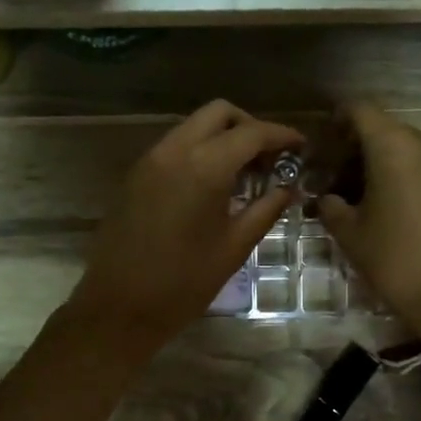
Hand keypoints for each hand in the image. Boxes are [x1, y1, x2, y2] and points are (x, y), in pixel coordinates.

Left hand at [65, 100, 302, 358]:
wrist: (119, 307)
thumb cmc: (184, 283)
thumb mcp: (234, 247)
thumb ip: (266, 209)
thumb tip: (288, 187)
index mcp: (204, 166)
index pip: (251, 133)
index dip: (281, 135)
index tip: (301, 146)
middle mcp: (174, 150)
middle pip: (219, 113)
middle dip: (249, 126)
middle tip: (270, 156)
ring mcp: (150, 159)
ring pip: (193, 126)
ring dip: (222, 136)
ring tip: (244, 171)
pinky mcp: (135, 174)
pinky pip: (174, 145)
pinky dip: (199, 150)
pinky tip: (213, 182)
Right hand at [316, 103, 420, 343]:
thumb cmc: (397, 261)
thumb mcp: (351, 234)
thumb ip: (331, 205)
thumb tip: (327, 197)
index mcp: (394, 147)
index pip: (361, 111)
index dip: (338, 119)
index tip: (324, 141)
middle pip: (385, 129)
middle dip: (358, 146)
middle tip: (337, 176)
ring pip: (409, 148)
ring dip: (384, 162)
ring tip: (365, 194)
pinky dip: (408, 174)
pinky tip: (395, 204)